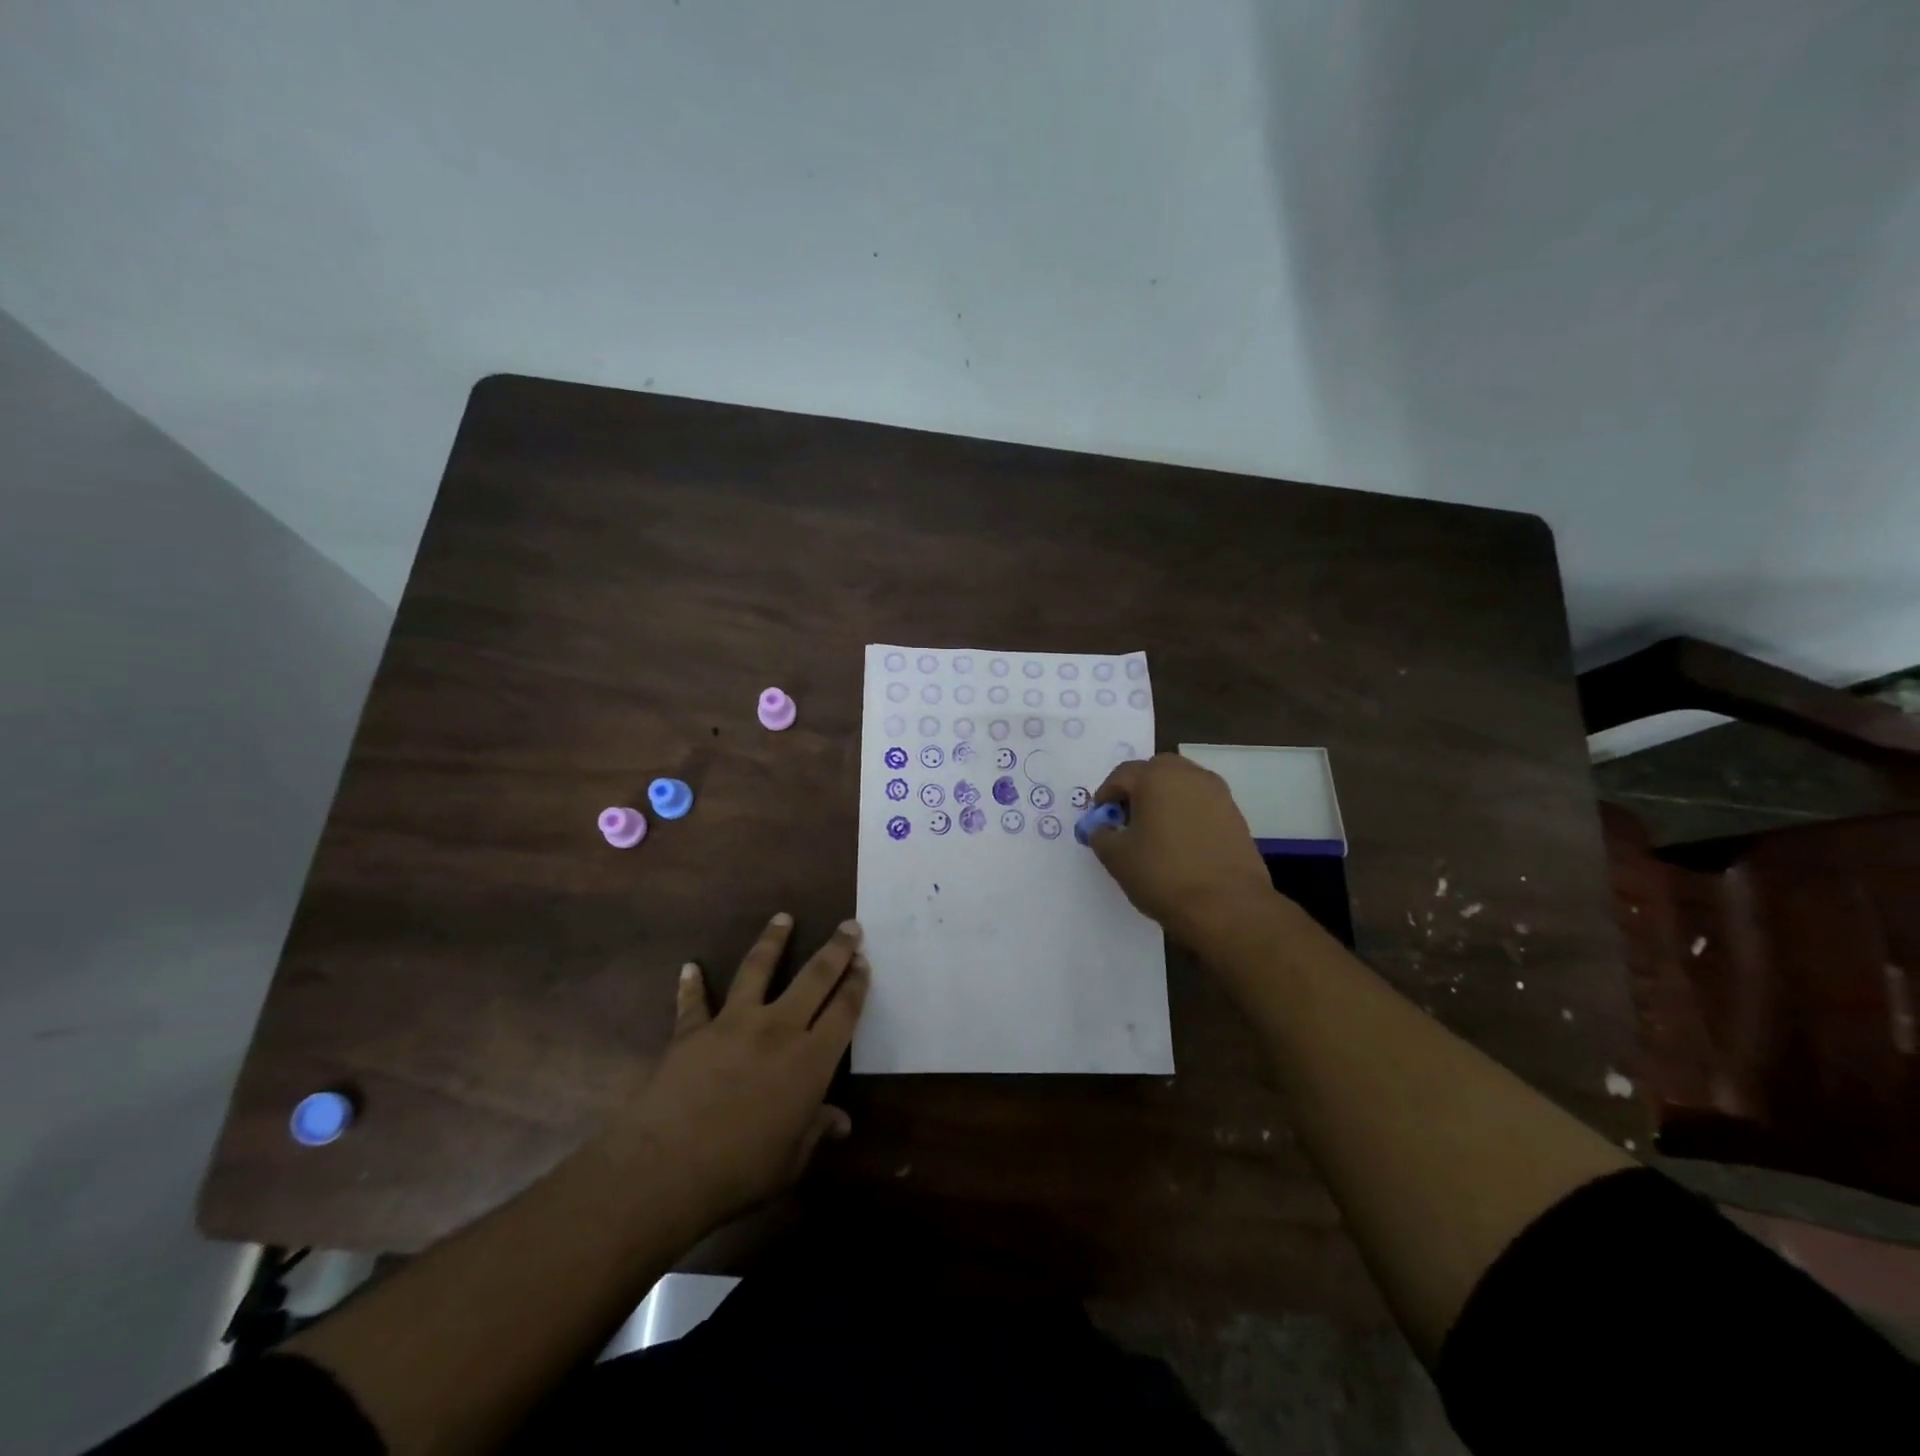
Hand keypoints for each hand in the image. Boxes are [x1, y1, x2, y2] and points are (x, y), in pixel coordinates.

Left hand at [613, 913, 869, 1230]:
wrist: (665, 1168)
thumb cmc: (740, 1172)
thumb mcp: (790, 1161)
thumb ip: (815, 1132)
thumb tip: (840, 1123)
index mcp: (810, 1060)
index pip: (843, 1011)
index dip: (856, 985)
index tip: (864, 961)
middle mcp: (778, 1029)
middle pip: (814, 977)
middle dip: (836, 949)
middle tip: (849, 925)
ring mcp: (733, 1023)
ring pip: (758, 969)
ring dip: (773, 941)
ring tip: (783, 918)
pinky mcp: (693, 1031)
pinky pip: (693, 1002)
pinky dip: (691, 984)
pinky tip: (689, 967)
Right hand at [1087, 753, 1279, 950]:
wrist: (1226, 907)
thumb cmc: (1162, 874)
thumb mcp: (1116, 857)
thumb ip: (1101, 834)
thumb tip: (1103, 827)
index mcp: (1156, 777)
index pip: (1122, 774)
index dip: (1105, 795)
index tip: (1101, 820)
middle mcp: (1189, 775)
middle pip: (1156, 771)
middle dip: (1138, 789)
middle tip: (1127, 819)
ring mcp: (1218, 794)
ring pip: (1182, 785)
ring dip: (1165, 799)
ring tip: (1155, 832)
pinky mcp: (1236, 816)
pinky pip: (1202, 804)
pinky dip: (1187, 814)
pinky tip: (1181, 843)